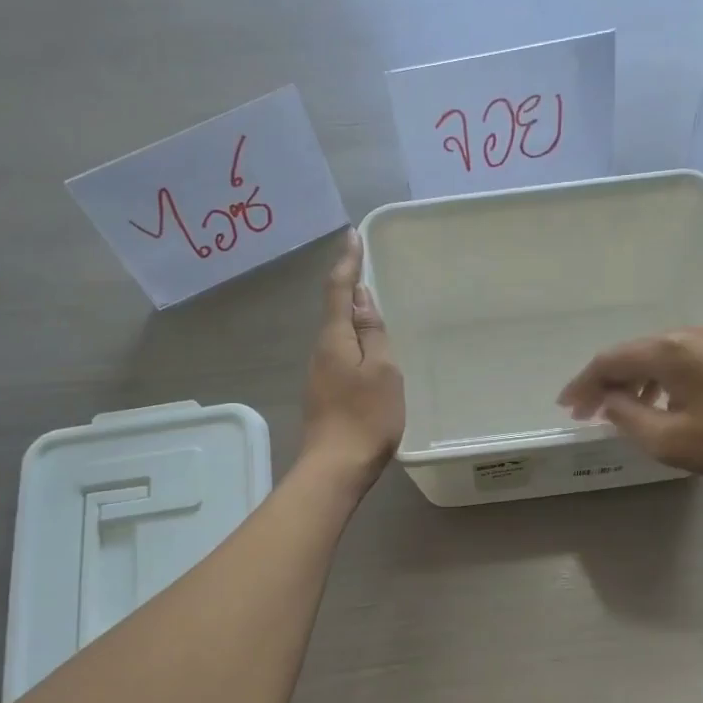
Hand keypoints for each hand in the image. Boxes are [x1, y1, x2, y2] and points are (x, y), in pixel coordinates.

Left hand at [301, 230, 404, 492]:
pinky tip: (367, 349)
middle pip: (334, 310)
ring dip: (351, 315)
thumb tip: (361, 298)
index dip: (347, 262)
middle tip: (365, 264)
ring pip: (337, 334)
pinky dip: (353, 341)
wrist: (336, 467)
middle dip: (348, 285)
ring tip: (372, 304)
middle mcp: (321, 351)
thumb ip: (372, 333)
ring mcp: (320, 374)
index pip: (339, 290)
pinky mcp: (325, 393)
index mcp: (335, 339)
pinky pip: (340, 354)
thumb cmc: (366, 417)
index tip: (352, 235)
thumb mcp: (382, 370)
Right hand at [557, 327, 702, 484]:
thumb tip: (607, 400)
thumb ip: (627, 416)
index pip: (610, 361)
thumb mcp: (668, 439)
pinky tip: (659, 403)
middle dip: (604, 382)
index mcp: (668, 351)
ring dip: (631, 381)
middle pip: (631, 353)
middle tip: (586, 411)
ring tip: (619, 410)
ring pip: (655, 356)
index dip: (583, 384)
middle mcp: (685, 335)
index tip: (567, 407)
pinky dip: (657, 380)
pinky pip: (678, 360)